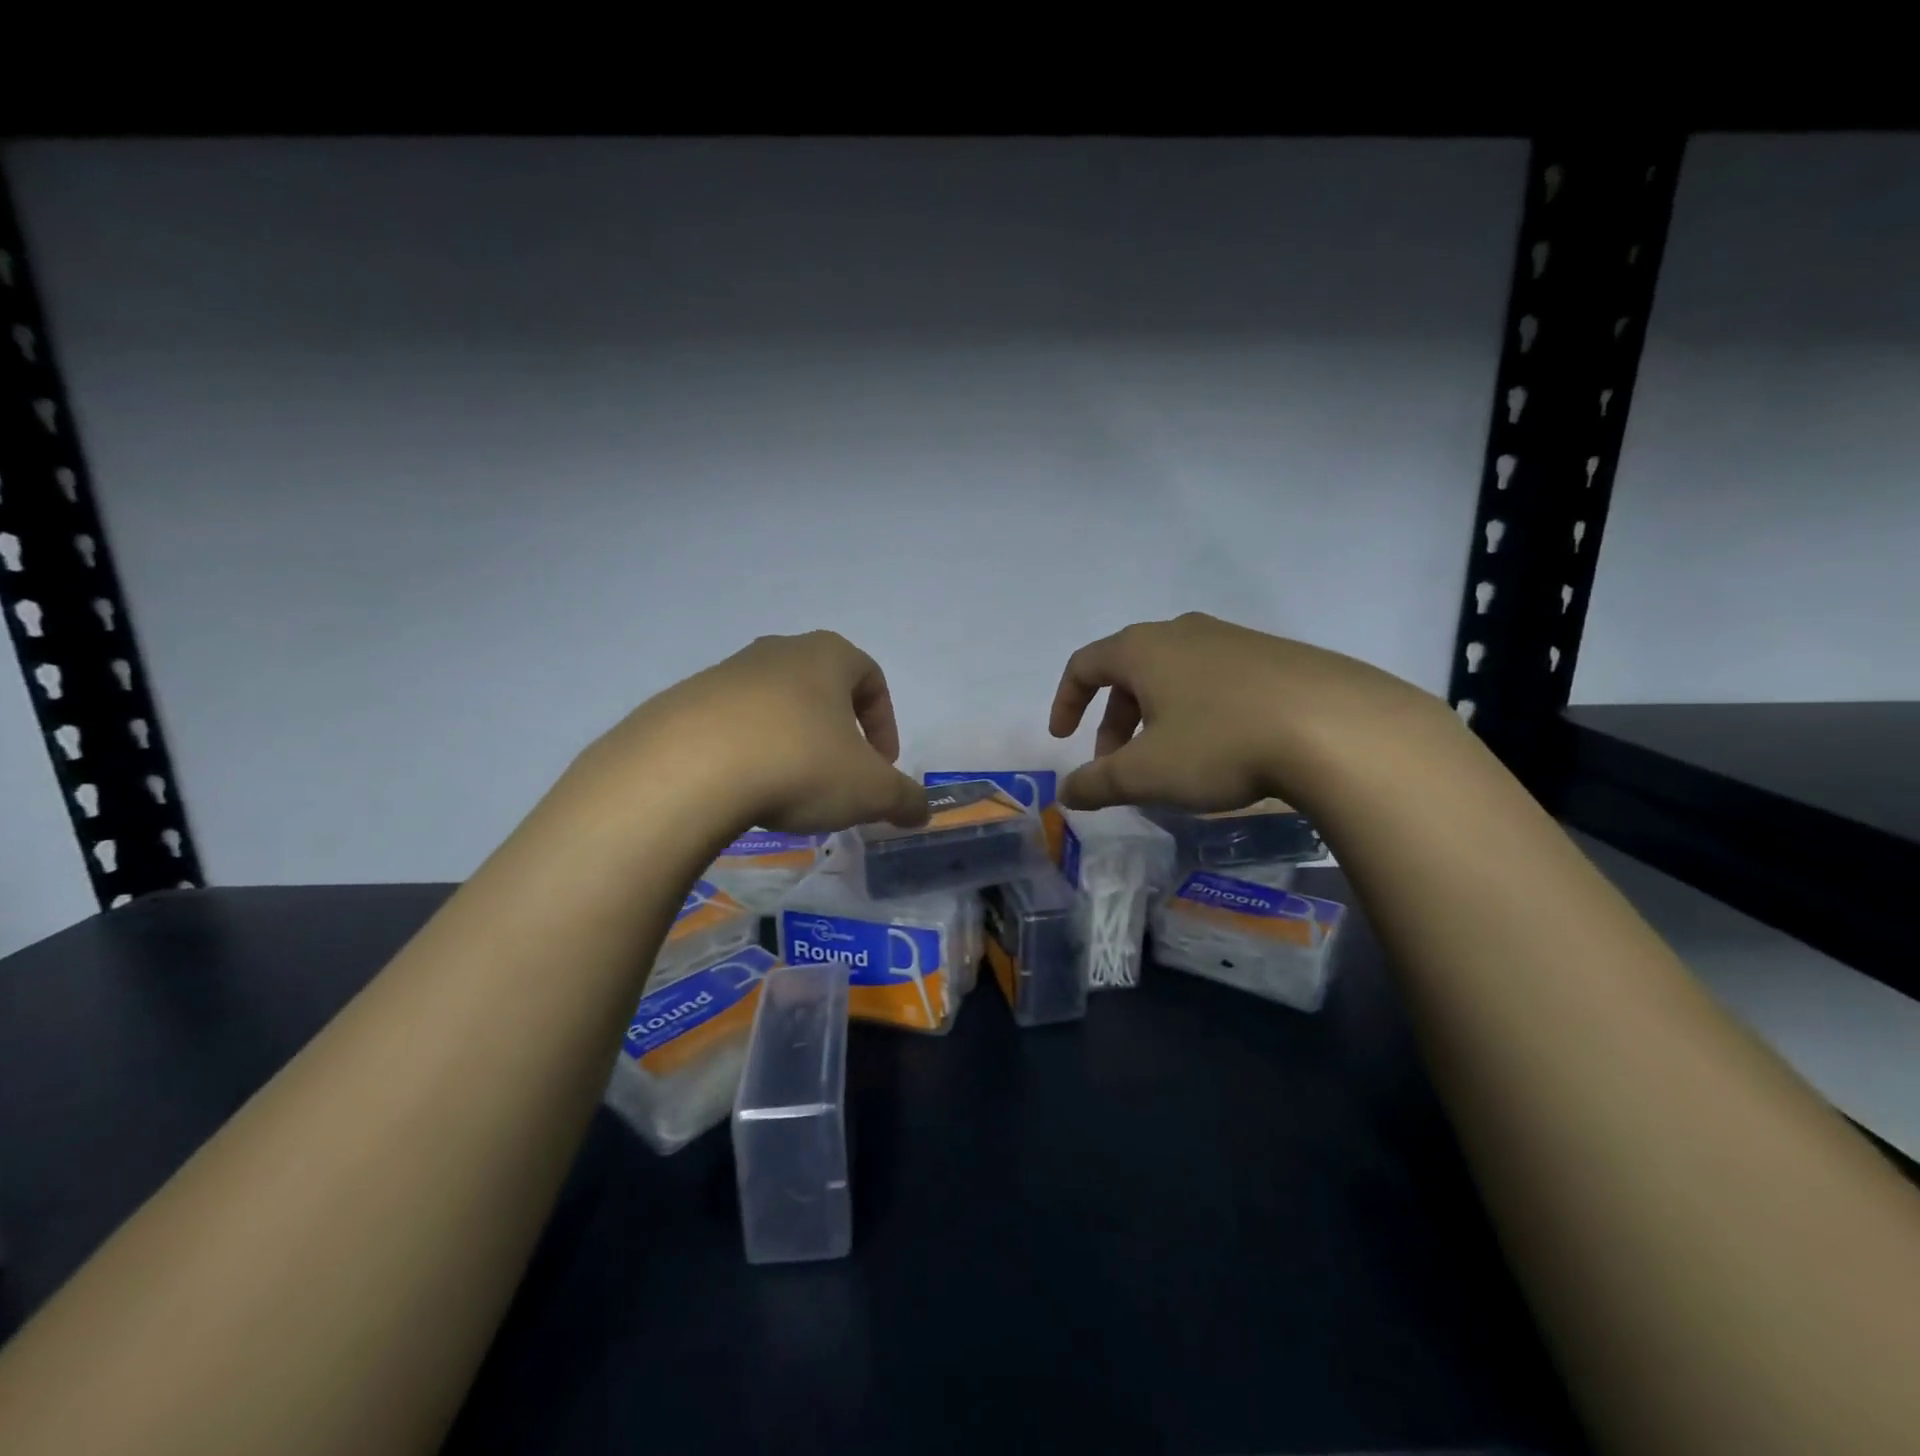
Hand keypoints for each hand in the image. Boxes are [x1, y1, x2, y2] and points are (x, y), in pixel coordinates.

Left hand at [583, 631, 929, 835]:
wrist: (688, 770)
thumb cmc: (800, 764)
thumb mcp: (870, 790)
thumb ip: (904, 798)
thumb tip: (921, 811)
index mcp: (827, 656)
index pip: (871, 677)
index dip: (884, 723)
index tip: (881, 766)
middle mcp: (777, 652)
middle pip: (821, 688)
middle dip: (838, 733)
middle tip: (839, 778)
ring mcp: (724, 673)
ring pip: (774, 707)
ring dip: (791, 743)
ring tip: (788, 791)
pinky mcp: (682, 703)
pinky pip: (730, 727)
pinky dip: (747, 754)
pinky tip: (743, 792)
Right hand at [1048, 612, 1450, 814]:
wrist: (1338, 728)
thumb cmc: (1220, 743)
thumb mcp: (1146, 773)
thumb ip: (1096, 783)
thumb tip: (1066, 793)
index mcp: (1144, 649)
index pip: (1084, 665)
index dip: (1066, 701)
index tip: (1064, 738)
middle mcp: (1184, 632)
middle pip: (1129, 671)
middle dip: (1114, 720)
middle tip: (1118, 764)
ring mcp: (1234, 639)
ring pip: (1174, 676)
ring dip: (1156, 718)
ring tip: (1171, 761)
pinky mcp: (1276, 656)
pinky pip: (1216, 681)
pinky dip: (1198, 712)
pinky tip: (1224, 749)